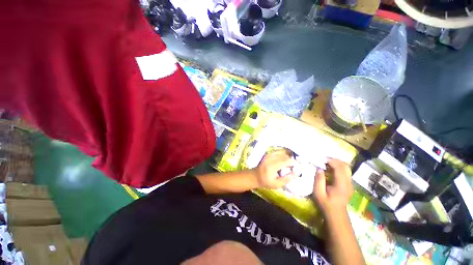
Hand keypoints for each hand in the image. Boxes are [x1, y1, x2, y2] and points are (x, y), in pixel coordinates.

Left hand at [255, 150, 297, 188]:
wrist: (255, 176)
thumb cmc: (266, 182)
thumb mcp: (277, 184)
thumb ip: (287, 179)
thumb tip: (297, 173)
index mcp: (272, 167)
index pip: (286, 161)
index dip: (294, 162)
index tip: (298, 166)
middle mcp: (270, 159)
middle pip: (285, 156)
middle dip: (292, 160)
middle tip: (295, 166)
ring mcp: (269, 155)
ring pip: (283, 153)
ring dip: (288, 157)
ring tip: (290, 164)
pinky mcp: (269, 153)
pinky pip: (279, 152)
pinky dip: (284, 155)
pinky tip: (285, 160)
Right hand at [312, 158, 352, 216]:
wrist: (336, 214)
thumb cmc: (326, 205)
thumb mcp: (319, 195)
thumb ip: (319, 181)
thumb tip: (319, 169)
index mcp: (341, 184)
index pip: (338, 167)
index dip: (331, 161)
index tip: (323, 159)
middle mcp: (348, 181)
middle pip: (345, 165)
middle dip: (336, 161)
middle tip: (326, 161)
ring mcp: (351, 183)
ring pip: (347, 168)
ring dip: (339, 164)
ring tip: (330, 165)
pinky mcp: (351, 184)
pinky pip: (347, 172)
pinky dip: (341, 169)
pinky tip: (335, 172)